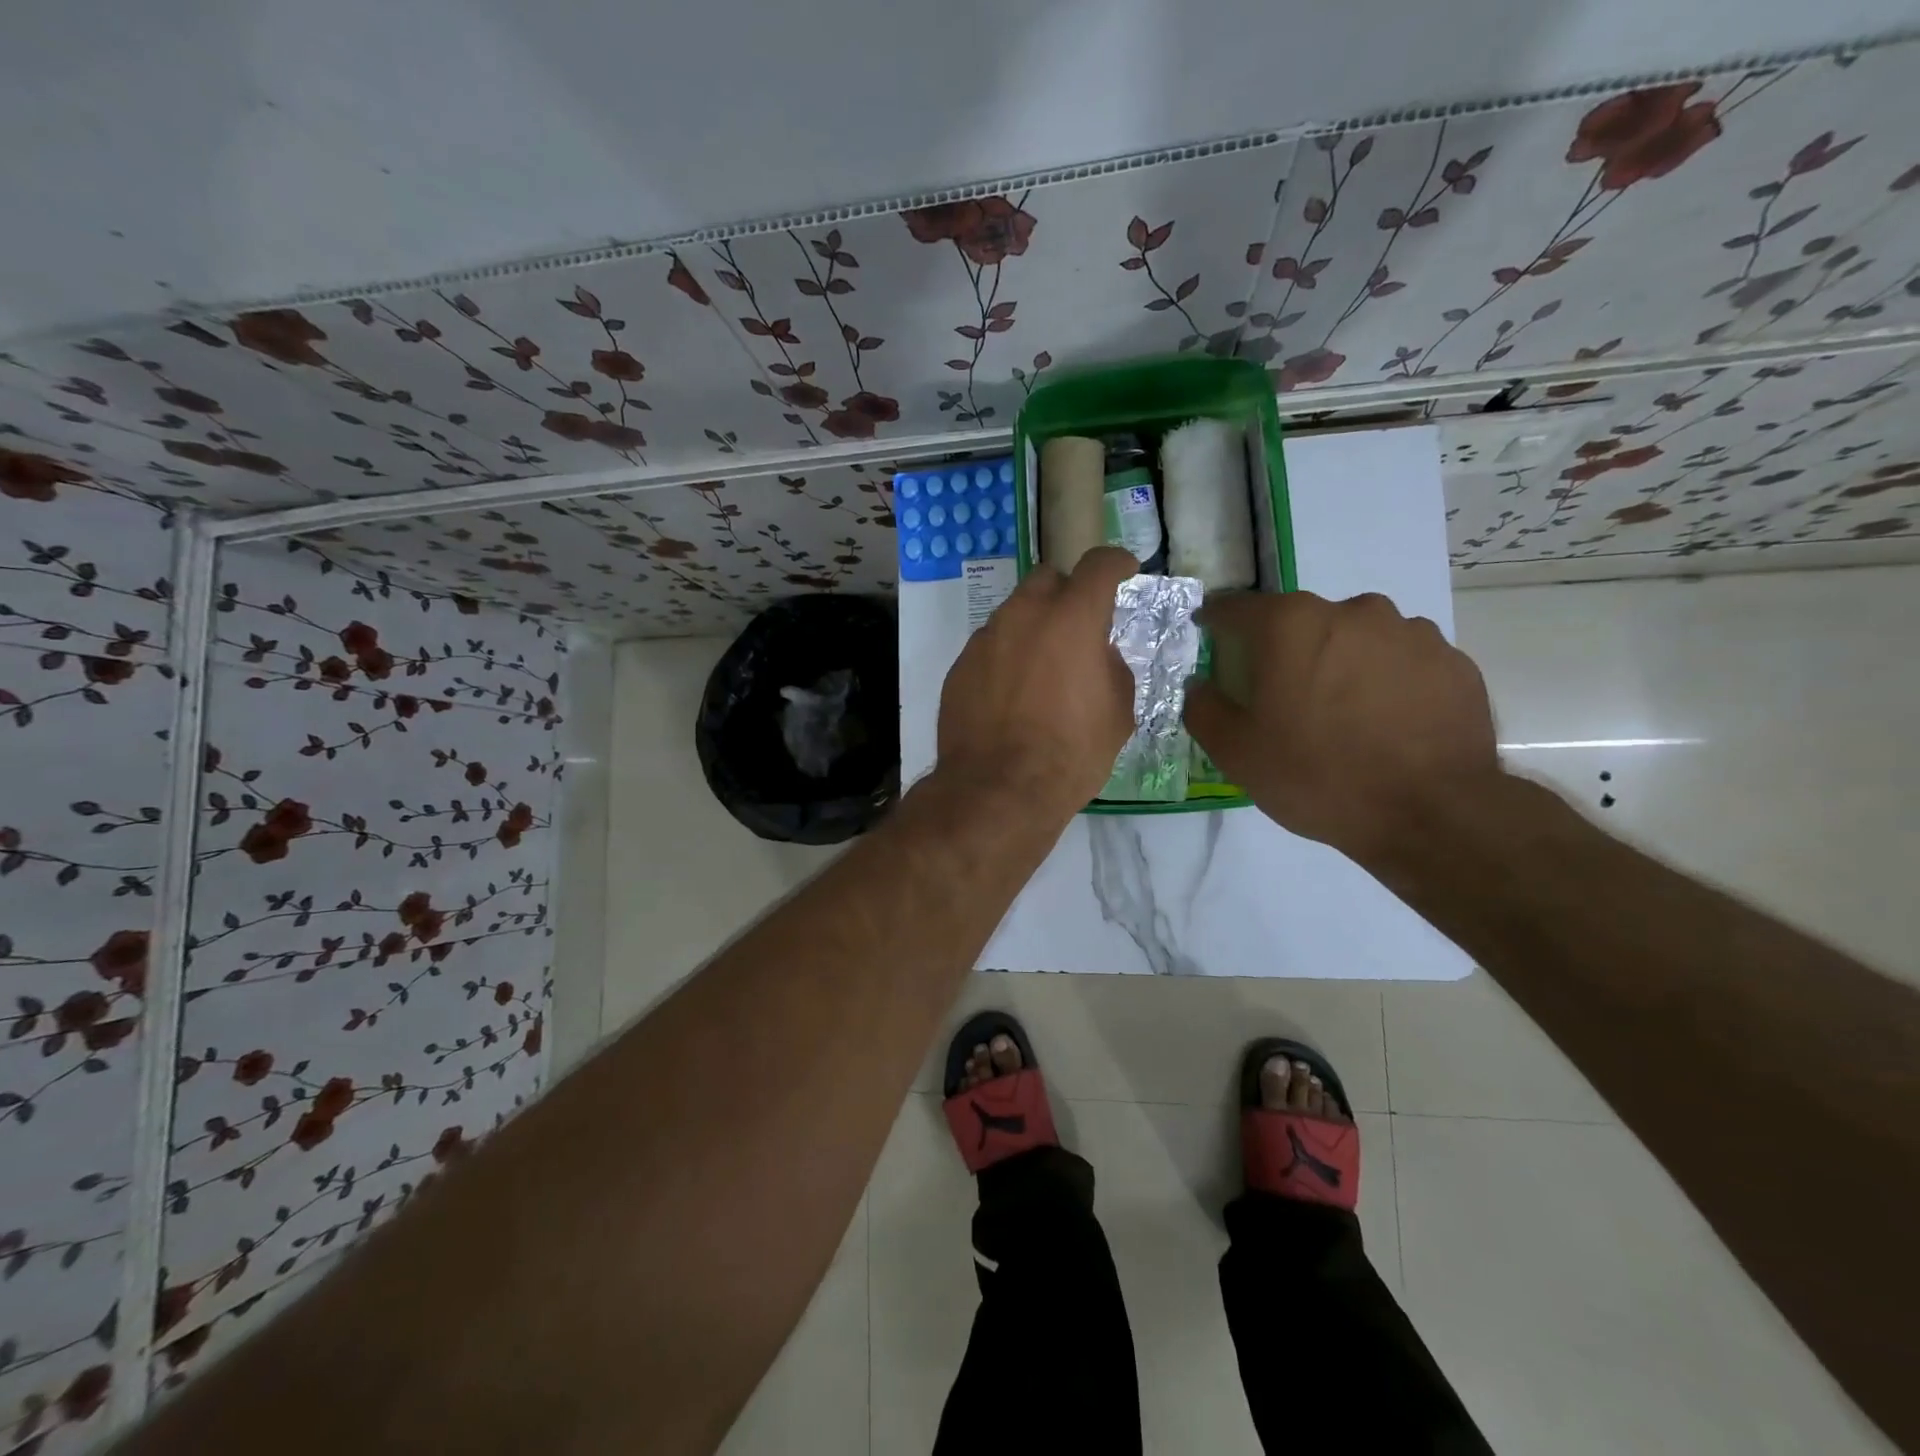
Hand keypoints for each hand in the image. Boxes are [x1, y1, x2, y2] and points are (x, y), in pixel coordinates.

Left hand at [936, 546, 1137, 818]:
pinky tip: (1011, 694)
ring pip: (1014, 614)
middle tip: (1079, 626)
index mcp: (1072, 618)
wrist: (997, 789)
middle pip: (1048, 579)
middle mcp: (1023, 615)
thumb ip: (1111, 667)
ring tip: (1042, 669)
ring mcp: (985, 639)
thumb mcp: (1117, 712)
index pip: (1098, 565)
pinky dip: (1006, 657)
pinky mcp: (959, 666)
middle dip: (1067, 593)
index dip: (1116, 563)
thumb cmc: (1071, 752)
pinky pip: (990, 647)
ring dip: (1033, 628)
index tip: (1124, 570)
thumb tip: (1096, 655)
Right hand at [1184, 590, 1499, 864]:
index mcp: (1292, 625)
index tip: (1209, 635)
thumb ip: (1204, 708)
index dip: (1217, 621)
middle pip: (1302, 620)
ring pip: (1357, 637)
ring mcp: (1410, 632)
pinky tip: (1385, 722)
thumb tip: (1200, 685)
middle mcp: (1352, 611)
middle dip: (1285, 648)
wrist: (1431, 813)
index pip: (1238, 608)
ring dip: (1340, 661)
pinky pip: (1402, 661)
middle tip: (1282, 692)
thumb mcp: (1236, 752)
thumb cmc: (1318, 776)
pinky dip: (1386, 680)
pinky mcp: (1452, 661)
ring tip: (1341, 711)